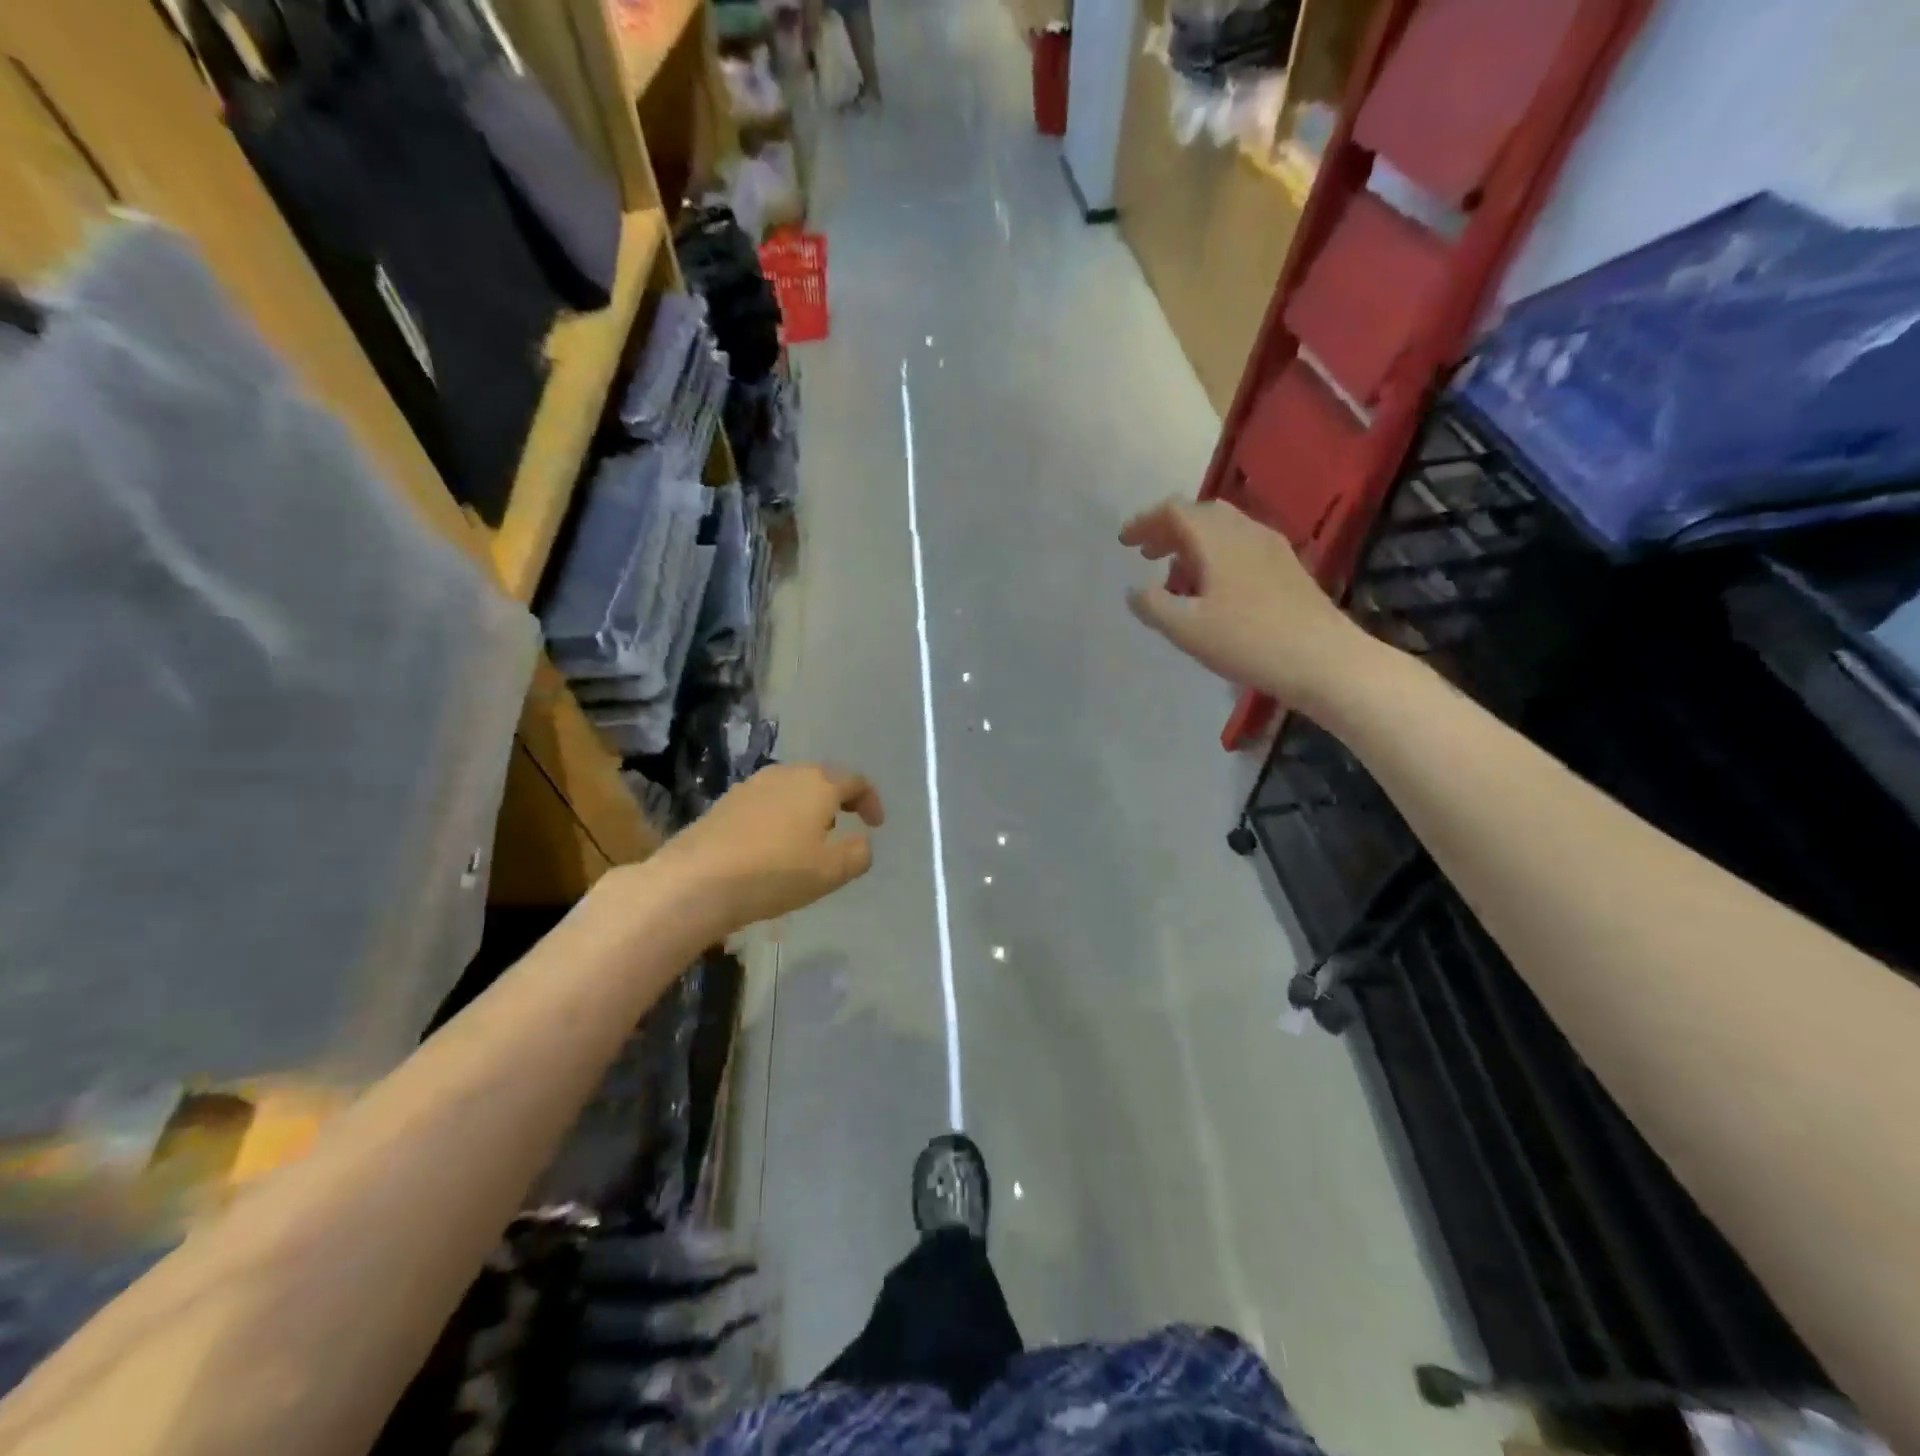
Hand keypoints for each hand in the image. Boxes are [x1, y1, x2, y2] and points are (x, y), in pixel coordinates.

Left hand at [659, 762, 884, 933]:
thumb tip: (862, 842)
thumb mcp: (831, 871)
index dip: (870, 801)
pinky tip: (771, 847)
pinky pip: (765, 803)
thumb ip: (858, 854)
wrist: (696, 881)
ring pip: (791, 789)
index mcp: (818, 783)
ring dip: (805, 809)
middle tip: (841, 829)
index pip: (855, 781)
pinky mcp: (726, 802)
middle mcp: (786, 774)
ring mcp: (752, 785)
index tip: (875, 825)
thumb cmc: (775, 872)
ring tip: (805, 841)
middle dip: (836, 802)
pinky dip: (779, 818)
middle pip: (821, 779)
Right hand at [1119, 497, 1372, 708]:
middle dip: (1169, 530)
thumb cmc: (1247, 641)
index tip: (1124, 542)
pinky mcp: (1286, 567)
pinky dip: (1216, 554)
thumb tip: (1134, 590)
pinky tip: (1213, 588)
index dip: (1145, 522)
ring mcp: (1271, 547)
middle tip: (1147, 555)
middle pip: (1201, 514)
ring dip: (1193, 543)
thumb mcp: (1186, 629)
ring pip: (1223, 529)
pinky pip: (1241, 545)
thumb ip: (1153, 605)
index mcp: (1218, 538)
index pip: (1175, 511)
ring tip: (1175, 575)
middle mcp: (1246, 531)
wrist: (1322, 659)